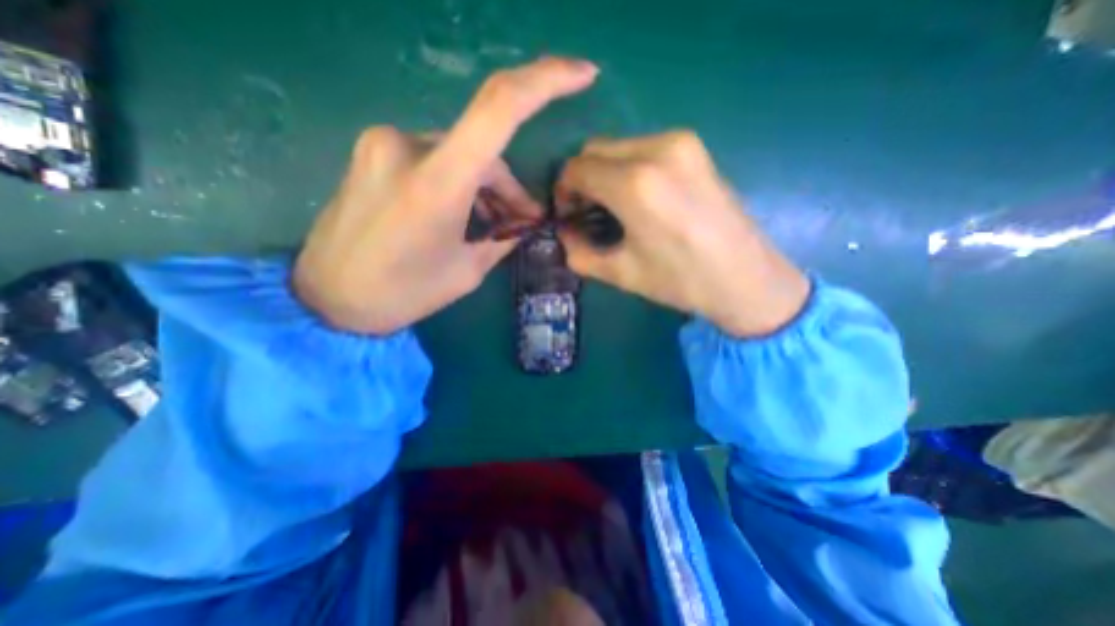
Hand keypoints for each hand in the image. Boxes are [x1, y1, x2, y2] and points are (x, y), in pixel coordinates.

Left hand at [291, 55, 596, 333]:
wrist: (328, 299)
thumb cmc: (403, 293)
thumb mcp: (467, 271)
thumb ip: (501, 238)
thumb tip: (523, 221)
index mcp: (436, 183)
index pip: (499, 108)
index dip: (546, 80)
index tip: (583, 73)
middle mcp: (406, 146)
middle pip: (483, 149)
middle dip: (509, 186)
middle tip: (522, 221)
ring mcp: (382, 144)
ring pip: (460, 154)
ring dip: (483, 186)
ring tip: (490, 224)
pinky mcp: (372, 152)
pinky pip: (434, 157)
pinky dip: (458, 181)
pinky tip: (459, 213)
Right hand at [557, 129, 811, 337]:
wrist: (746, 278)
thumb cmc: (681, 281)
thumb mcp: (620, 273)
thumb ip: (579, 252)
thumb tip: (563, 234)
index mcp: (634, 184)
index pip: (576, 169)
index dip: (563, 191)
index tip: (567, 215)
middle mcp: (656, 150)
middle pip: (594, 150)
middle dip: (581, 179)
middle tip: (585, 212)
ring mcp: (680, 143)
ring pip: (618, 147)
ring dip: (603, 173)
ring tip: (610, 207)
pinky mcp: (694, 147)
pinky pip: (642, 148)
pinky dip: (627, 168)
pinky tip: (636, 198)